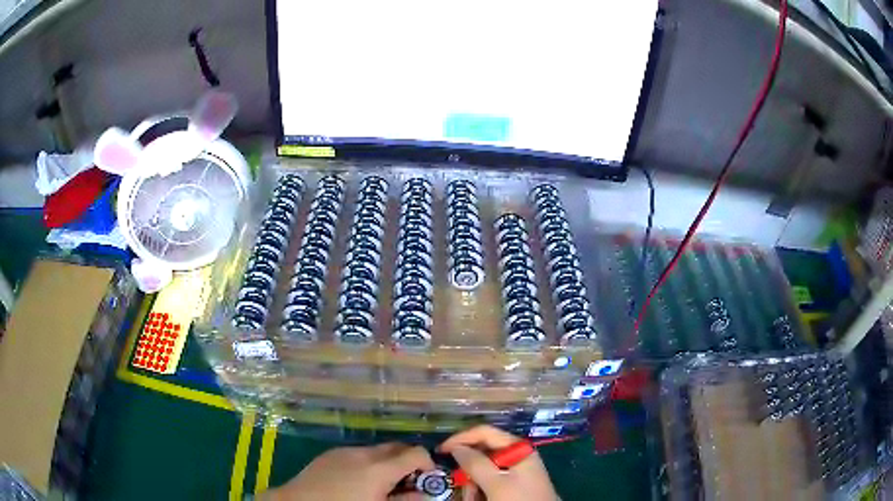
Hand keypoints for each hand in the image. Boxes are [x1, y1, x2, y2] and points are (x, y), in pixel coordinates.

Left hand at [264, 443, 433, 500]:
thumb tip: (425, 495)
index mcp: (379, 468)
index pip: (416, 453)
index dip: (428, 464)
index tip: (428, 481)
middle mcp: (364, 453)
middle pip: (397, 446)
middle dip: (408, 461)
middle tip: (409, 483)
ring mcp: (344, 451)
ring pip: (377, 450)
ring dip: (387, 462)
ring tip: (382, 485)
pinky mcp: (329, 454)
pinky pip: (357, 453)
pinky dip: (368, 463)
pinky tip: (358, 481)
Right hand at [440, 425, 557, 500]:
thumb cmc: (519, 500)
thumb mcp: (496, 483)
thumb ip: (475, 463)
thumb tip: (456, 447)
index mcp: (518, 448)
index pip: (484, 432)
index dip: (460, 438)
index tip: (440, 451)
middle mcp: (516, 455)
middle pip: (482, 452)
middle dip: (468, 470)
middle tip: (460, 484)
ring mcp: (515, 471)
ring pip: (483, 470)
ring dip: (472, 484)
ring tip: (472, 498)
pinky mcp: (512, 485)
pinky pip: (489, 482)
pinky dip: (480, 490)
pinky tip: (478, 499)